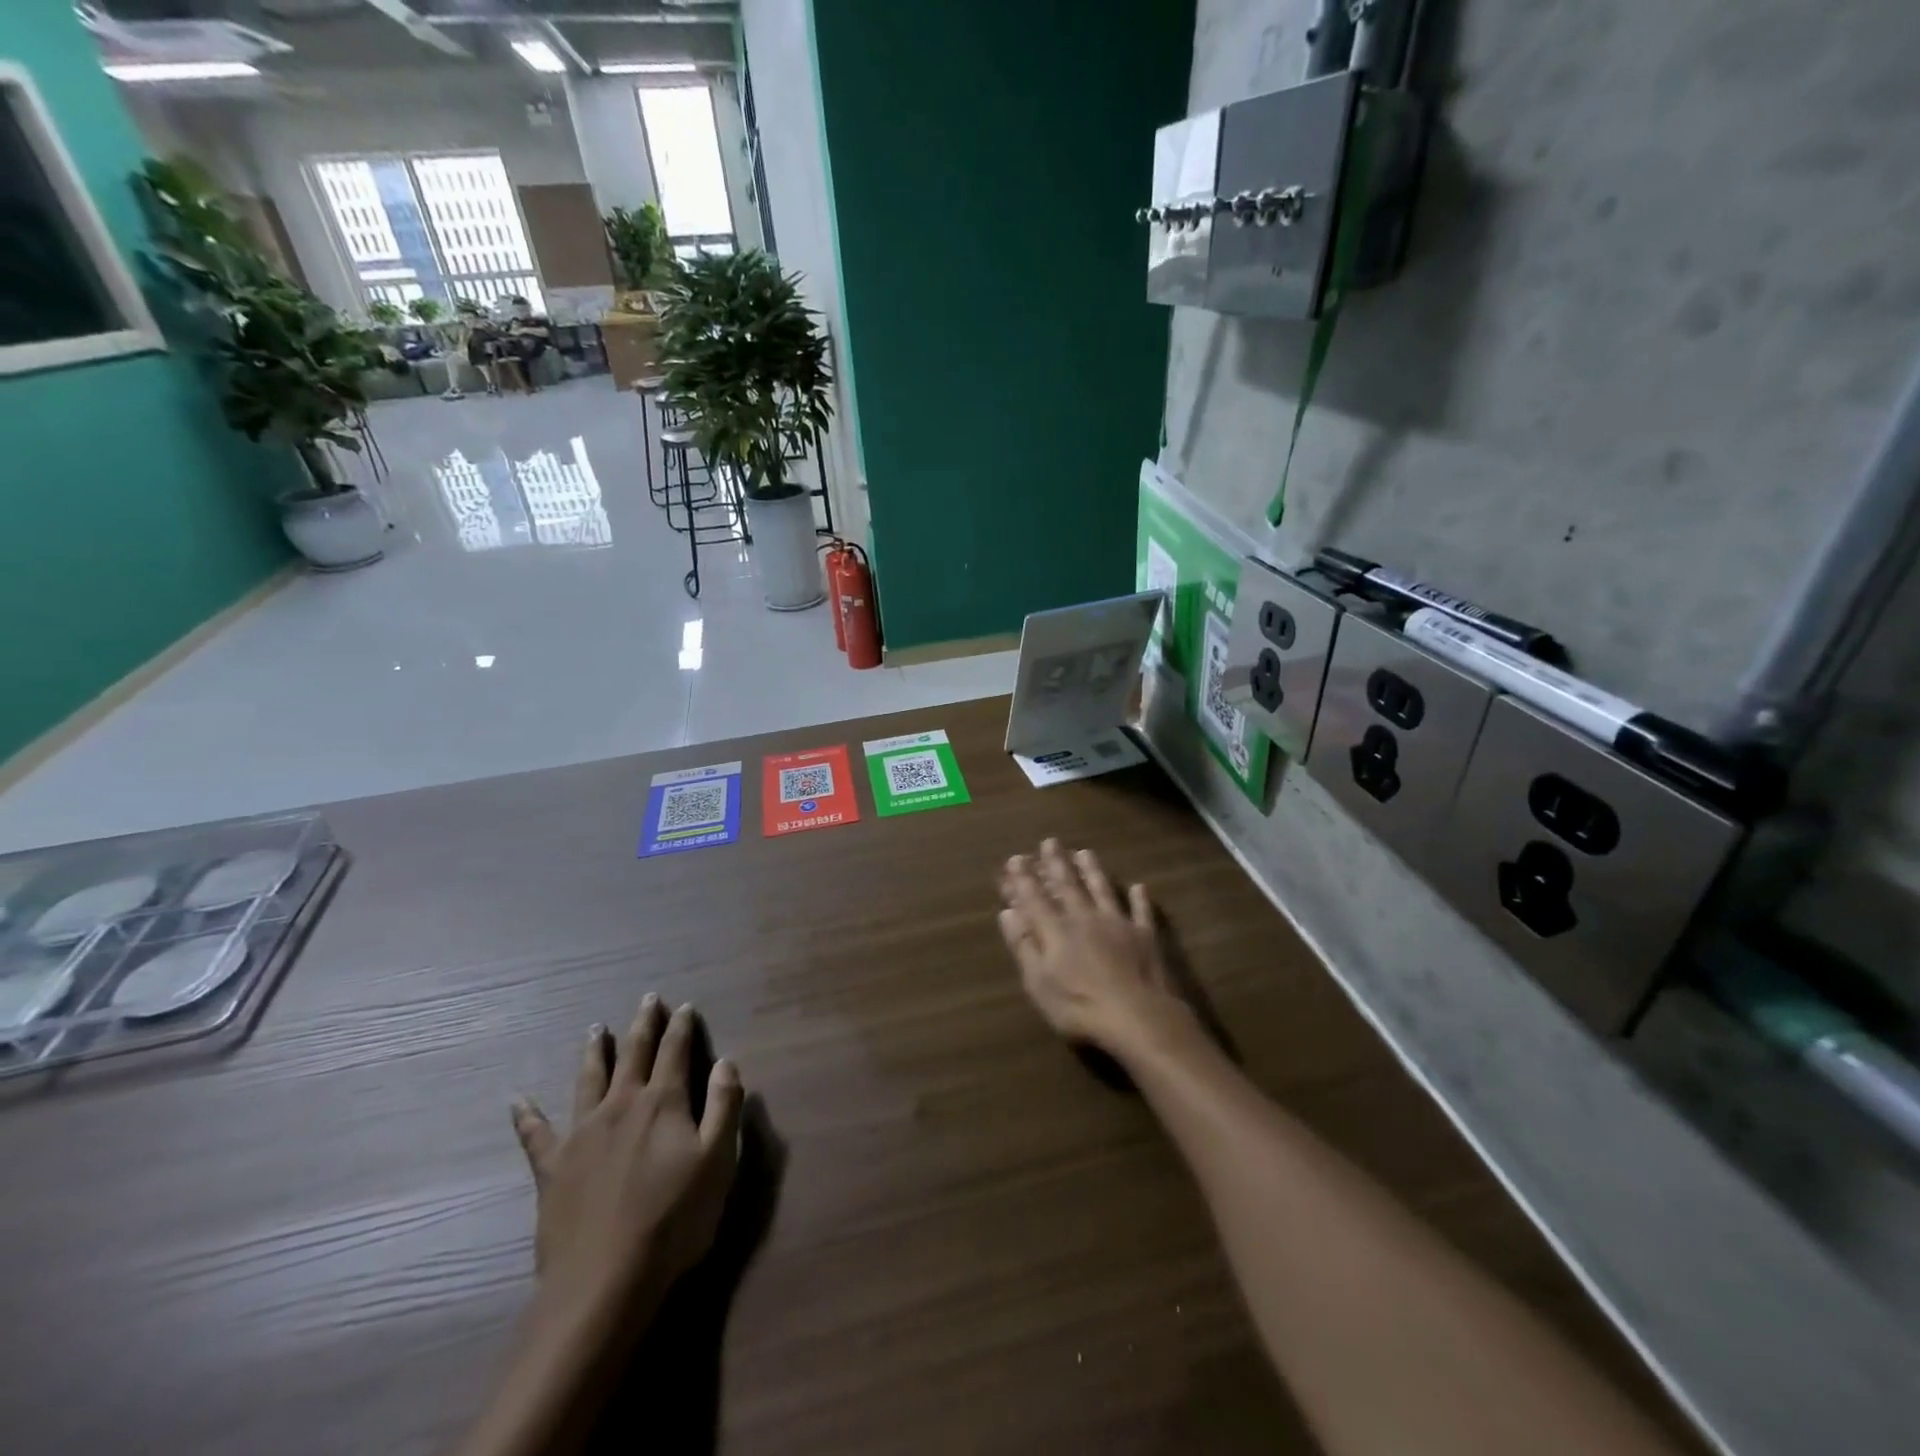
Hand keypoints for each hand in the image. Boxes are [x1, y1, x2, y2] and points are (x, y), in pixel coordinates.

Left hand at [511, 996, 742, 1331]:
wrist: (605, 1281)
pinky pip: (536, 1135)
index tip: (684, 1006)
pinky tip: (517, 1101)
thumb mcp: (717, 1160)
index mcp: (663, 1102)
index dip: (681, 1027)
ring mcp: (582, 1134)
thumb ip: (724, 1106)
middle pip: (633, 1055)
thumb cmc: (674, 1219)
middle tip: (647, 999)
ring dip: (595, 1052)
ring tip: (595, 1029)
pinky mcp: (553, 1168)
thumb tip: (726, 1061)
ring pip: (589, 1080)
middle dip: (643, 1025)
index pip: (675, 1052)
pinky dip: (527, 1116)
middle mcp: (621, 1105)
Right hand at [997, 840, 1190, 1059]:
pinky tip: (1139, 887)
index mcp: (1056, 930)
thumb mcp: (1038, 982)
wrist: (1137, 1017)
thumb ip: (1023, 945)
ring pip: (1102, 889)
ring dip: (1092, 871)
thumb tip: (1007, 912)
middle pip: (1067, 886)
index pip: (1034, 898)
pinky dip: (1139, 899)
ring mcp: (1117, 923)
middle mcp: (1084, 918)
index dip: (1023, 878)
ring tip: (1084, 852)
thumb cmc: (1079, 1006)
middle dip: (1055, 863)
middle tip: (1050, 841)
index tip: (1016, 858)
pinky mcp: (1144, 936)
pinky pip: (1141, 911)